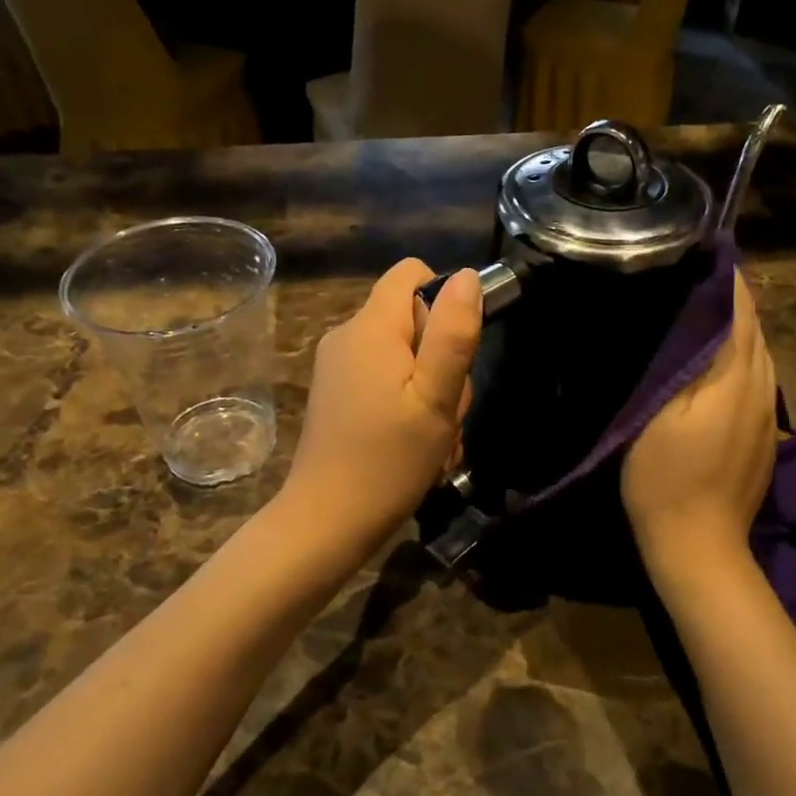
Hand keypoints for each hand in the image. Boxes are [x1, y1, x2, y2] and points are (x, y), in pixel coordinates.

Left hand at [285, 259, 481, 546]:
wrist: (327, 521)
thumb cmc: (389, 460)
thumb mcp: (436, 397)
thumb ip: (453, 334)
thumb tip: (468, 277)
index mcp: (371, 327)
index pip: (412, 274)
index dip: (444, 301)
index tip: (454, 352)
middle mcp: (347, 336)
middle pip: (411, 319)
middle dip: (440, 359)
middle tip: (445, 410)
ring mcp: (337, 367)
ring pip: (402, 356)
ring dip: (429, 390)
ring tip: (434, 437)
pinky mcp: (335, 395)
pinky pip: (383, 380)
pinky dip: (406, 404)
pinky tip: (414, 445)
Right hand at [622, 273, 777, 579]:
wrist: (698, 544)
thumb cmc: (666, 477)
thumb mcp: (663, 413)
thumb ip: (690, 362)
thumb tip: (704, 313)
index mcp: (737, 378)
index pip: (741, 312)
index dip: (727, 280)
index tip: (702, 253)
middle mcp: (762, 389)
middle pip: (755, 329)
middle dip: (732, 298)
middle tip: (694, 276)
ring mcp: (767, 416)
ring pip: (758, 355)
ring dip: (737, 327)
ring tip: (702, 309)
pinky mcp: (763, 436)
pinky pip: (755, 380)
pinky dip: (739, 357)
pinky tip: (715, 361)